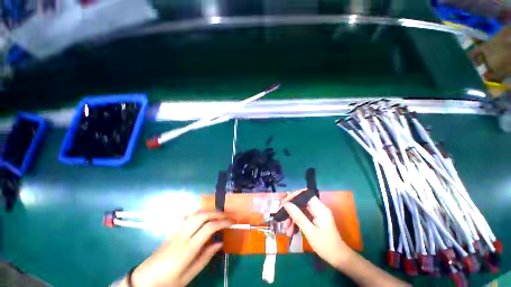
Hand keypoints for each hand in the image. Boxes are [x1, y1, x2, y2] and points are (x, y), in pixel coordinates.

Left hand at [128, 211, 230, 286]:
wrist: (143, 280)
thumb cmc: (167, 282)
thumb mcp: (188, 276)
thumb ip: (205, 257)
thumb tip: (219, 243)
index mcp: (188, 249)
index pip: (209, 228)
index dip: (222, 222)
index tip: (231, 222)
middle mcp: (182, 236)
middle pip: (202, 216)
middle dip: (217, 213)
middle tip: (227, 216)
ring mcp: (176, 231)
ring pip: (195, 213)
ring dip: (209, 211)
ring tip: (218, 215)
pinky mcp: (172, 231)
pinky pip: (187, 217)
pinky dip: (198, 214)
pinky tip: (202, 217)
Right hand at [281, 190, 351, 268]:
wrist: (339, 259)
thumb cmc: (326, 246)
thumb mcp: (310, 232)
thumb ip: (298, 217)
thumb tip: (286, 204)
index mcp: (320, 209)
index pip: (305, 194)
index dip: (293, 196)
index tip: (284, 204)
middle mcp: (318, 208)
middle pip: (301, 202)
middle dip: (291, 209)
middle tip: (282, 218)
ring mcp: (317, 214)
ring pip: (300, 210)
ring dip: (292, 218)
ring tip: (286, 229)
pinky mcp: (315, 219)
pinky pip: (303, 216)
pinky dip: (296, 222)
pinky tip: (291, 231)